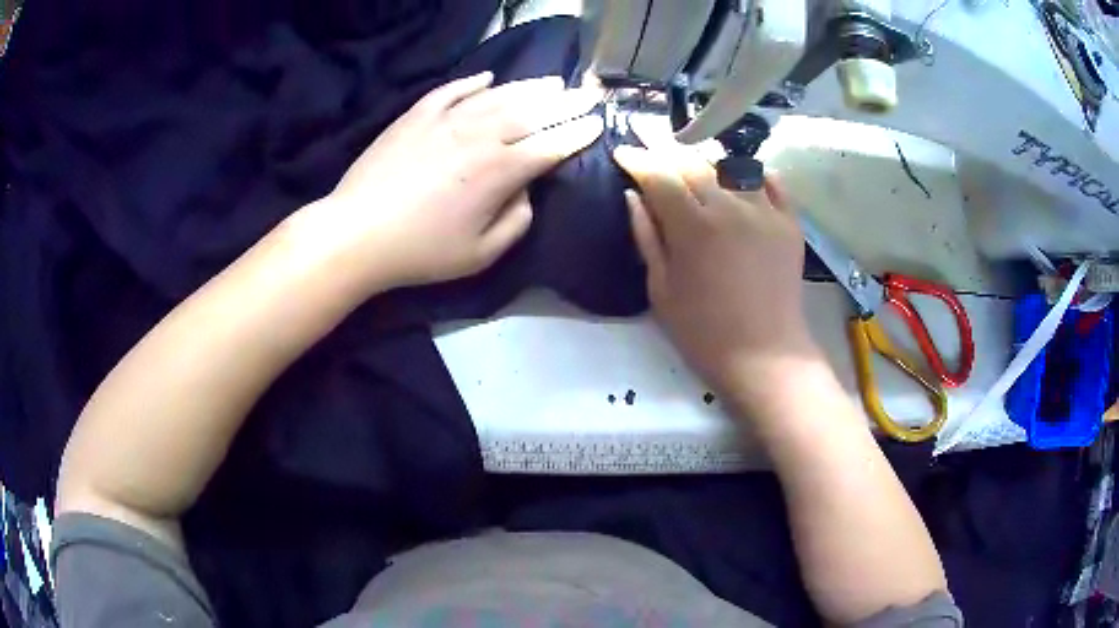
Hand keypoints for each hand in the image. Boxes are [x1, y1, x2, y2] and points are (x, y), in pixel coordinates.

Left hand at [303, 71, 603, 290]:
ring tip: (552, 81)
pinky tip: (488, 77)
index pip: (551, 146)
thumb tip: (526, 191)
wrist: (357, 232)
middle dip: (566, 103)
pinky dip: (473, 82)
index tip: (598, 123)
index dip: (578, 134)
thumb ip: (516, 222)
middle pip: (532, 112)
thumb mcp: (480, 254)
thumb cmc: (421, 251)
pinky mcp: (417, 115)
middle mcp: (480, 136)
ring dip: (530, 87)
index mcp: (499, 171)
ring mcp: (446, 120)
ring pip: (498, 96)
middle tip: (588, 94)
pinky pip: (451, 91)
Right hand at [612, 144, 818, 394]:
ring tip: (693, 160)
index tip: (624, 152)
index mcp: (693, 226)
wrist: (766, 356)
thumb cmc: (704, 332)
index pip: (659, 175)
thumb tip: (634, 196)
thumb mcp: (661, 290)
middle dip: (667, 150)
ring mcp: (765, 211)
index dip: (638, 159)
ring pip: (731, 165)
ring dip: (706, 158)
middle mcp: (730, 207)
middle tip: (651, 143)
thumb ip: (647, 237)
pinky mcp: (790, 222)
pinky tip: (740, 175)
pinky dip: (752, 172)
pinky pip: (771, 181)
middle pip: (693, 162)